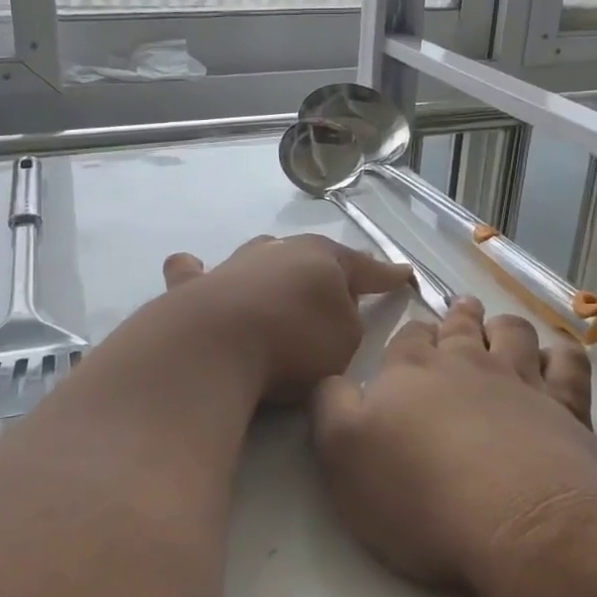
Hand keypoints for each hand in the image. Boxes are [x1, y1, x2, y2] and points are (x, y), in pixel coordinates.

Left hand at [160, 235, 413, 401]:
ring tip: (273, 276)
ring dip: (269, 266)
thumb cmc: (292, 341)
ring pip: (257, 256)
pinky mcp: (193, 287)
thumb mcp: (345, 340)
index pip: (365, 266)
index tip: (404, 274)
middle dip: (324, 269)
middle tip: (334, 285)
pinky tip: (193, 270)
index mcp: (322, 259)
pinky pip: (194, 274)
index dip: (386, 274)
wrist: (215, 344)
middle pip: (308, 256)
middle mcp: (277, 252)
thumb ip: (346, 322)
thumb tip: (331, 314)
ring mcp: (232, 265)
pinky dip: (198, 273)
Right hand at [312, 296, 596, 595]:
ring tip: (498, 329)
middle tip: (458, 313)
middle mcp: (466, 363)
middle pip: (460, 326)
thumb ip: (328, 405)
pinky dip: (561, 354)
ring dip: (502, 326)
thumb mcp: (341, 452)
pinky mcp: (568, 408)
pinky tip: (554, 359)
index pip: (407, 337)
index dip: (408, 336)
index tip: (410, 343)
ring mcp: (522, 381)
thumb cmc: (418, 493)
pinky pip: (568, 363)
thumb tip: (330, 378)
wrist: (518, 524)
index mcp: (411, 370)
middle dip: (456, 317)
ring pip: (512, 332)